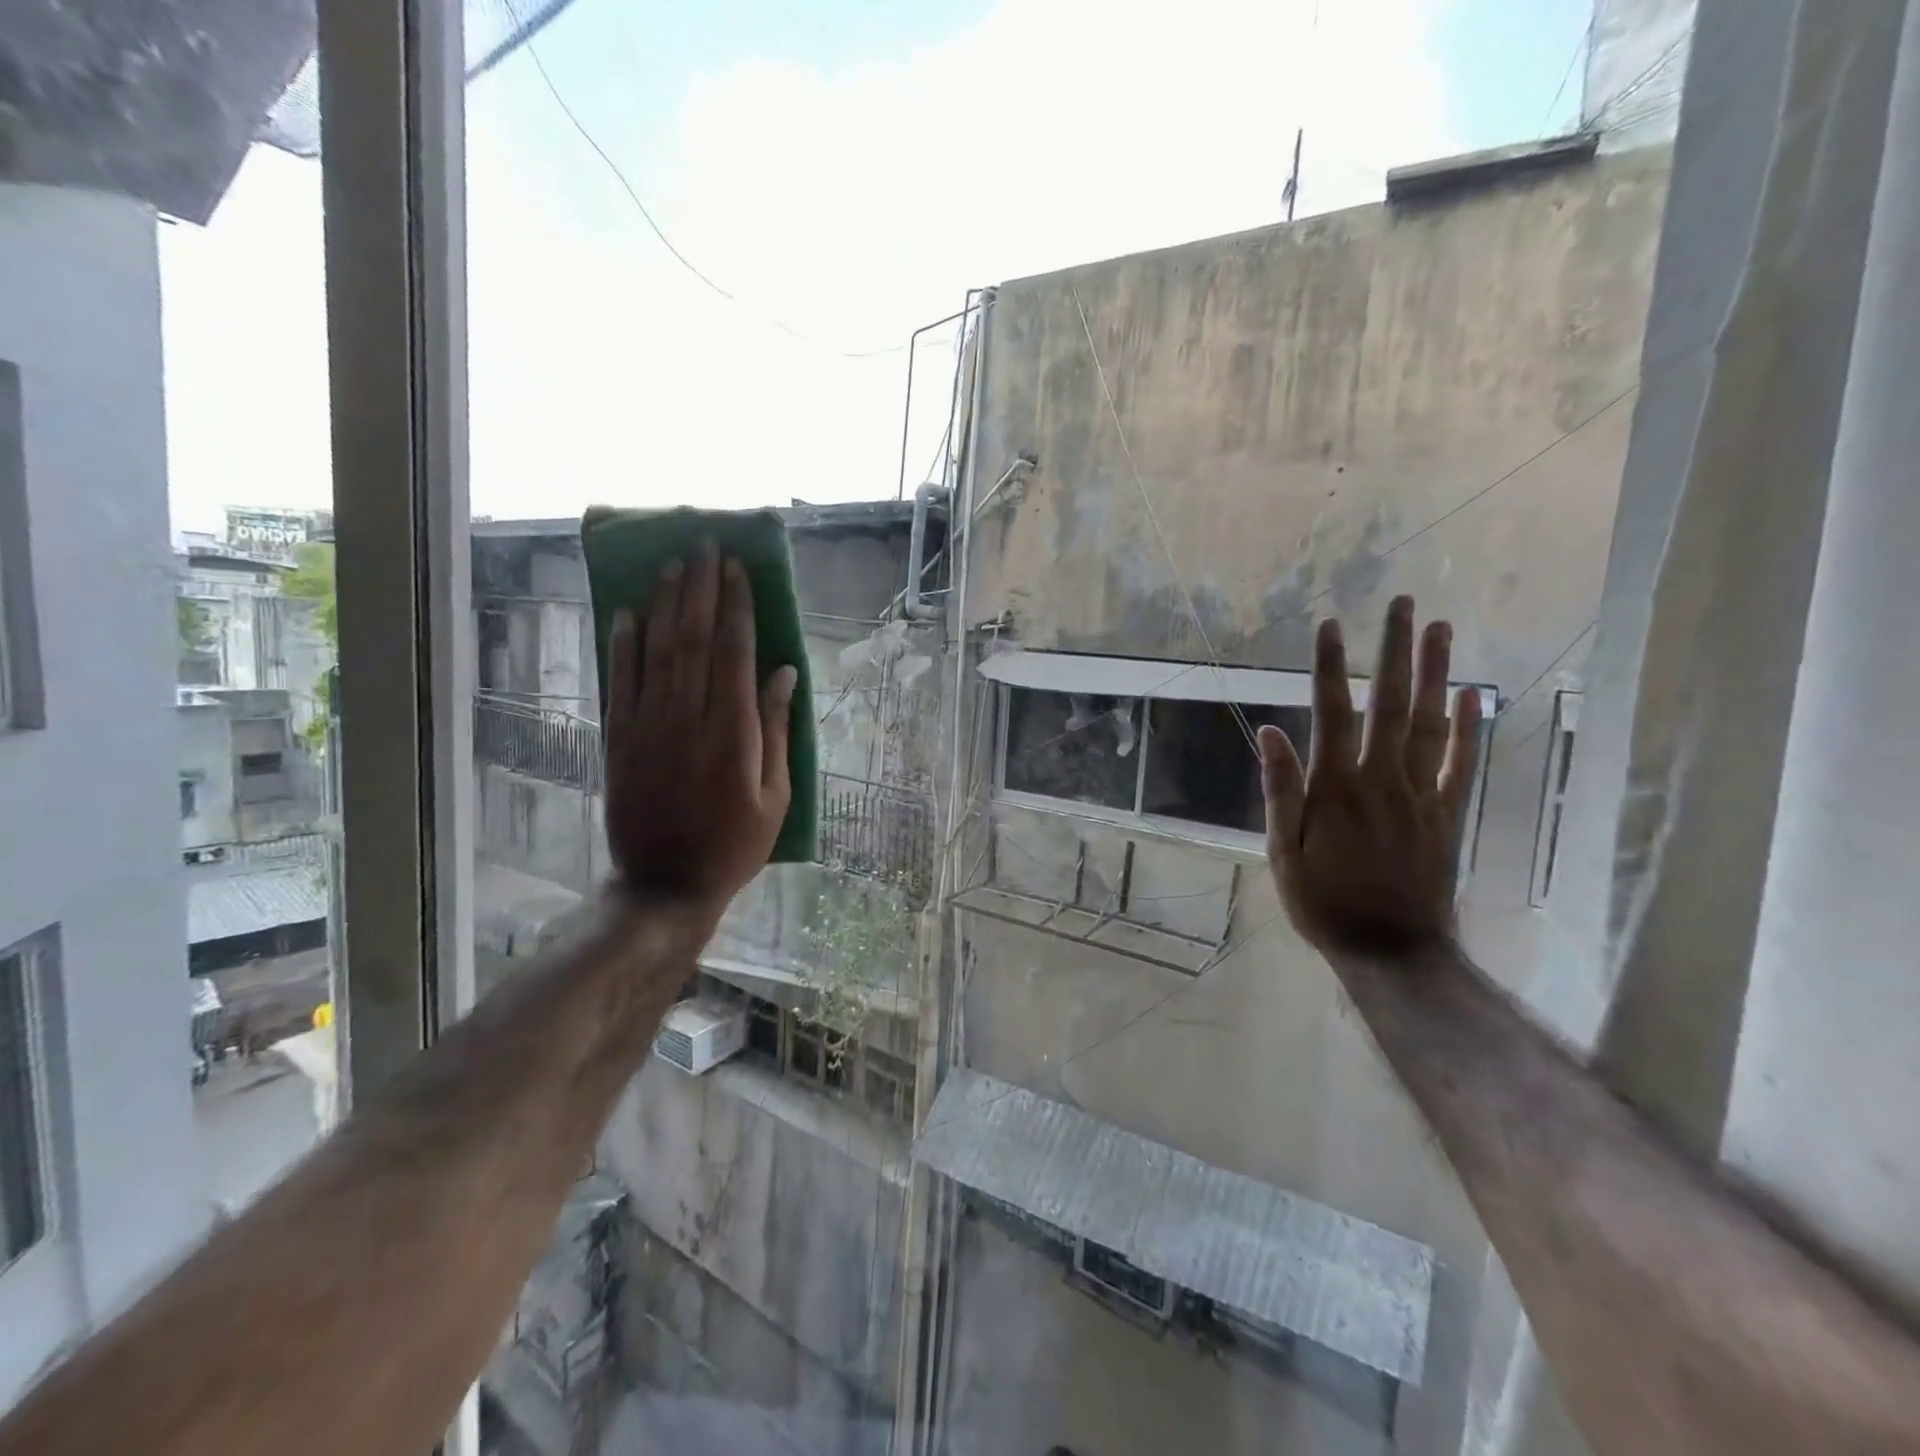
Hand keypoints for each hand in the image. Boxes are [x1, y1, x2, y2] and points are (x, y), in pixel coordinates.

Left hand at [604, 545, 797, 926]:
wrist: (665, 884)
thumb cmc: (734, 845)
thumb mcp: (775, 797)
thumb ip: (777, 731)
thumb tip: (783, 673)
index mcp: (733, 734)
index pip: (734, 653)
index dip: (736, 607)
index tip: (737, 569)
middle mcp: (688, 719)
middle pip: (692, 639)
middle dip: (700, 588)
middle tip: (704, 546)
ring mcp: (648, 727)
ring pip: (655, 651)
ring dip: (663, 603)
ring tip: (671, 564)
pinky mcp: (619, 739)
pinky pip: (620, 680)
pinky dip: (623, 643)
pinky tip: (629, 611)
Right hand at [1258, 595, 1482, 957]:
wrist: (1392, 952)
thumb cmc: (1324, 903)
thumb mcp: (1283, 853)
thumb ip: (1281, 791)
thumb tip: (1270, 732)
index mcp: (1336, 789)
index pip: (1331, 714)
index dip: (1328, 667)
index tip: (1329, 624)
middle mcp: (1383, 780)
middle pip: (1390, 705)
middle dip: (1394, 651)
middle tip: (1402, 604)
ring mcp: (1422, 795)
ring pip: (1431, 724)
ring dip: (1435, 674)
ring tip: (1441, 629)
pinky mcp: (1448, 815)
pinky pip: (1463, 764)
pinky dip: (1471, 727)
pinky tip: (1474, 694)